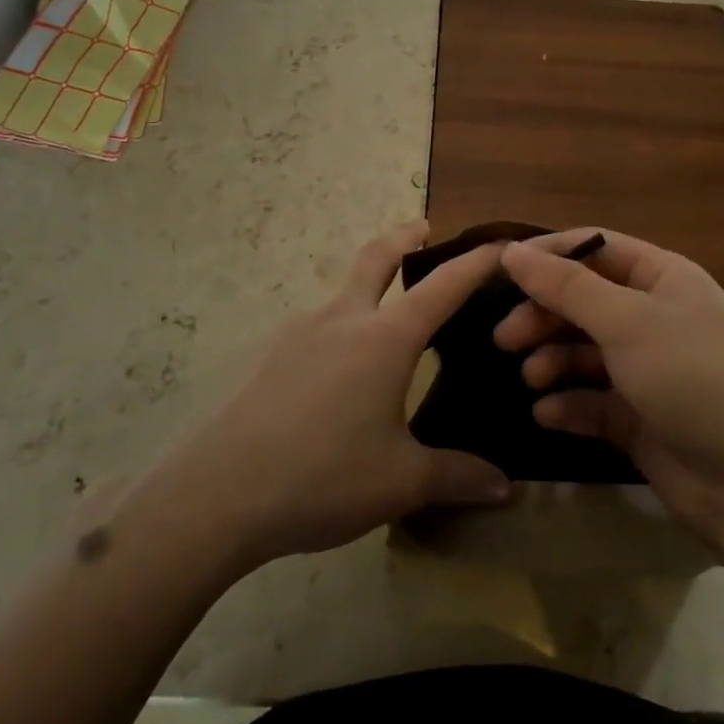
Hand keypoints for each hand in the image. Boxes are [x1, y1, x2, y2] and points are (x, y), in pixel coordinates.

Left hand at [157, 222, 512, 570]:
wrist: (216, 494)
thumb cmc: (324, 477)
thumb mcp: (401, 482)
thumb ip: (458, 477)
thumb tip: (506, 489)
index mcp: (385, 339)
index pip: (442, 287)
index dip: (475, 263)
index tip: (500, 245)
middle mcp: (342, 320)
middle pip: (376, 258)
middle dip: (403, 237)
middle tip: (422, 229)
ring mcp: (297, 333)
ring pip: (341, 293)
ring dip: (367, 288)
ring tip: (384, 324)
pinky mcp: (267, 356)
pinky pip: (313, 328)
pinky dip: (337, 328)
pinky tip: (336, 372)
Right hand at [495, 229, 723, 542]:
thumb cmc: (693, 378)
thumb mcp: (628, 322)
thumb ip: (566, 286)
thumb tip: (512, 251)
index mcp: (663, 278)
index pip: (596, 249)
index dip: (549, 256)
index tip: (501, 271)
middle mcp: (655, 317)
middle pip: (585, 301)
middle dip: (544, 316)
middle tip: (504, 338)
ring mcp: (648, 369)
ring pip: (584, 352)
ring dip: (553, 360)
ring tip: (531, 377)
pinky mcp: (639, 417)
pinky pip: (593, 400)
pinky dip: (569, 404)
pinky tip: (548, 414)